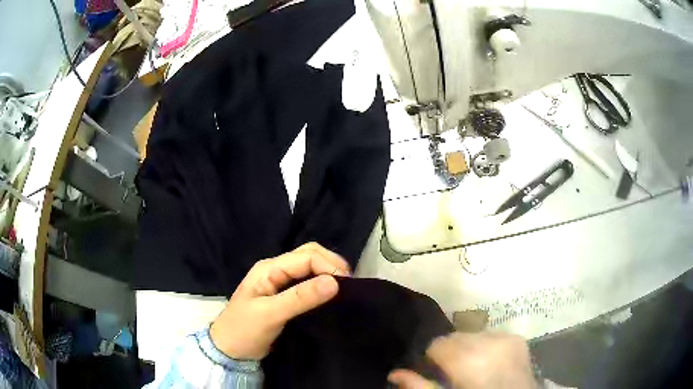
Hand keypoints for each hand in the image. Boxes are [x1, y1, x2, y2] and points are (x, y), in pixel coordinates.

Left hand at [210, 242, 350, 358]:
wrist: (229, 350)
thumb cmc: (244, 330)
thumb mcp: (270, 314)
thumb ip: (300, 298)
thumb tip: (335, 282)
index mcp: (269, 268)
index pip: (306, 256)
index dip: (329, 266)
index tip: (347, 286)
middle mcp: (275, 269)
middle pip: (309, 254)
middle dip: (331, 264)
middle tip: (349, 285)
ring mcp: (279, 282)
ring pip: (309, 267)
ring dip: (328, 272)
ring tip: (344, 289)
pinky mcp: (284, 295)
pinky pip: (307, 282)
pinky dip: (322, 284)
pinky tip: (331, 294)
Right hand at [388, 332, 535, 388]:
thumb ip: (420, 386)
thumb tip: (394, 374)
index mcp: (468, 357)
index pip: (438, 343)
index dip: (435, 358)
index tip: (438, 372)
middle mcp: (489, 341)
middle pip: (456, 336)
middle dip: (452, 351)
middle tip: (456, 372)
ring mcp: (507, 337)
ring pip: (474, 334)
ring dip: (470, 347)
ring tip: (475, 367)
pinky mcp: (519, 339)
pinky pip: (493, 335)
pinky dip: (488, 346)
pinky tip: (491, 363)